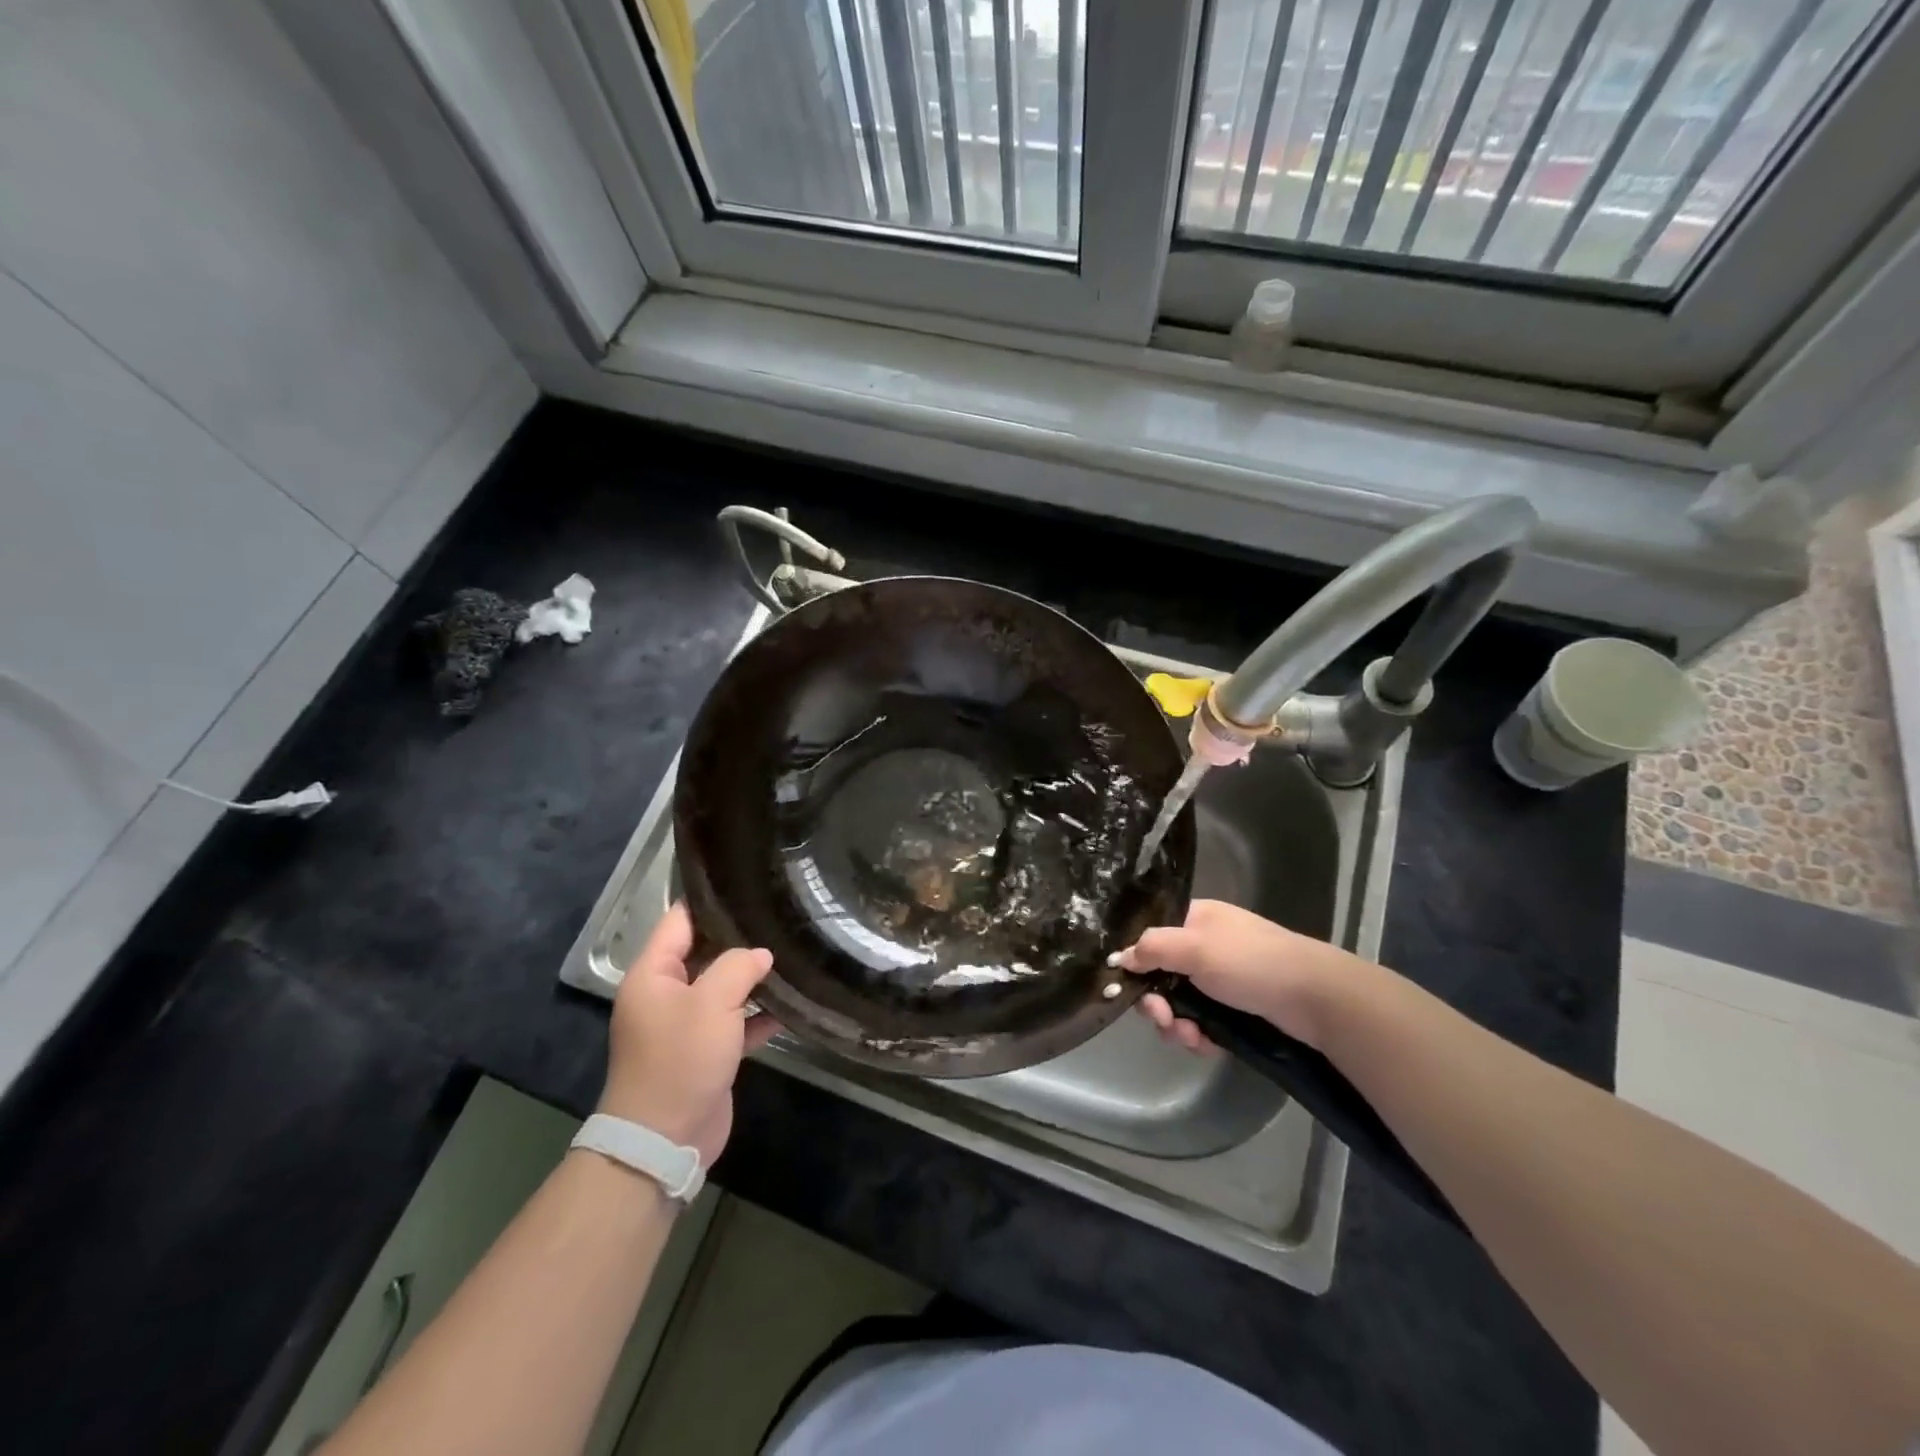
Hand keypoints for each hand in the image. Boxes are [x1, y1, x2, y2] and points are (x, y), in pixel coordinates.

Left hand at [599, 902, 778, 1164]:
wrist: (663, 1140)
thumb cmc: (680, 1059)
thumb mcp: (711, 1002)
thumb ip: (738, 966)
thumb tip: (760, 954)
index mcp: (653, 974)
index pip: (680, 921)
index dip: (710, 900)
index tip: (747, 883)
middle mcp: (666, 994)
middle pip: (704, 952)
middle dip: (740, 938)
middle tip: (780, 915)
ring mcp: (685, 1025)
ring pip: (722, 988)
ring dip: (752, 977)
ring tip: (792, 952)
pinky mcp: (705, 1051)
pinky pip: (734, 1022)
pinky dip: (757, 1014)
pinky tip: (791, 1004)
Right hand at [1112, 899, 1367, 1052]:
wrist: (1317, 999)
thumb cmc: (1251, 963)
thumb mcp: (1195, 947)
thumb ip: (1152, 948)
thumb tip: (1120, 957)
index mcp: (1196, 919)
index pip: (1152, 935)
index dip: (1136, 961)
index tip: (1127, 987)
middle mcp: (1206, 946)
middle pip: (1162, 974)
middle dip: (1156, 1002)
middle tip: (1162, 1019)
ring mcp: (1222, 979)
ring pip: (1180, 1003)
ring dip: (1176, 1024)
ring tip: (1189, 1037)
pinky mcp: (1237, 1009)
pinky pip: (1202, 1022)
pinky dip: (1199, 1035)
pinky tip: (1206, 1045)